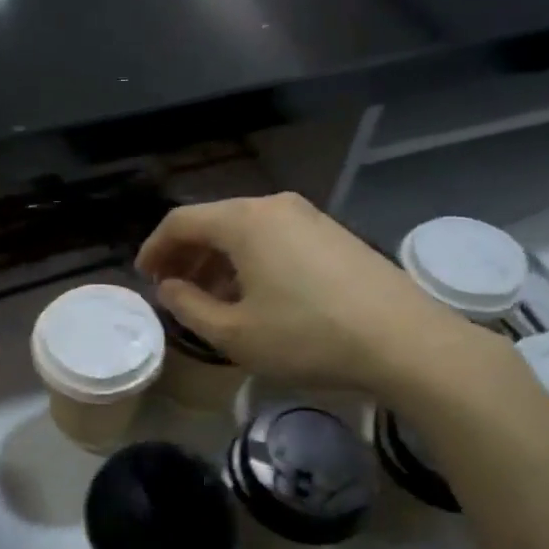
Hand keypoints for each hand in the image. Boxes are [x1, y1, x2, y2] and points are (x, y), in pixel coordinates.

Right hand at [136, 193, 504, 404]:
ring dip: (218, 260)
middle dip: (186, 255)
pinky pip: (275, 238)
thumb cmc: (307, 337)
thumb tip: (170, 287)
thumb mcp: (234, 334)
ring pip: (246, 231)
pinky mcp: (334, 234)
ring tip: (210, 298)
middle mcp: (274, 206)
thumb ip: (189, 307)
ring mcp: (309, 216)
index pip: (181, 221)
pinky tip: (254, 295)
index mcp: (243, 221)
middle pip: (214, 221)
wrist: (404, 341)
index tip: (143, 277)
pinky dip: (250, 260)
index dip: (154, 248)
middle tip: (171, 289)